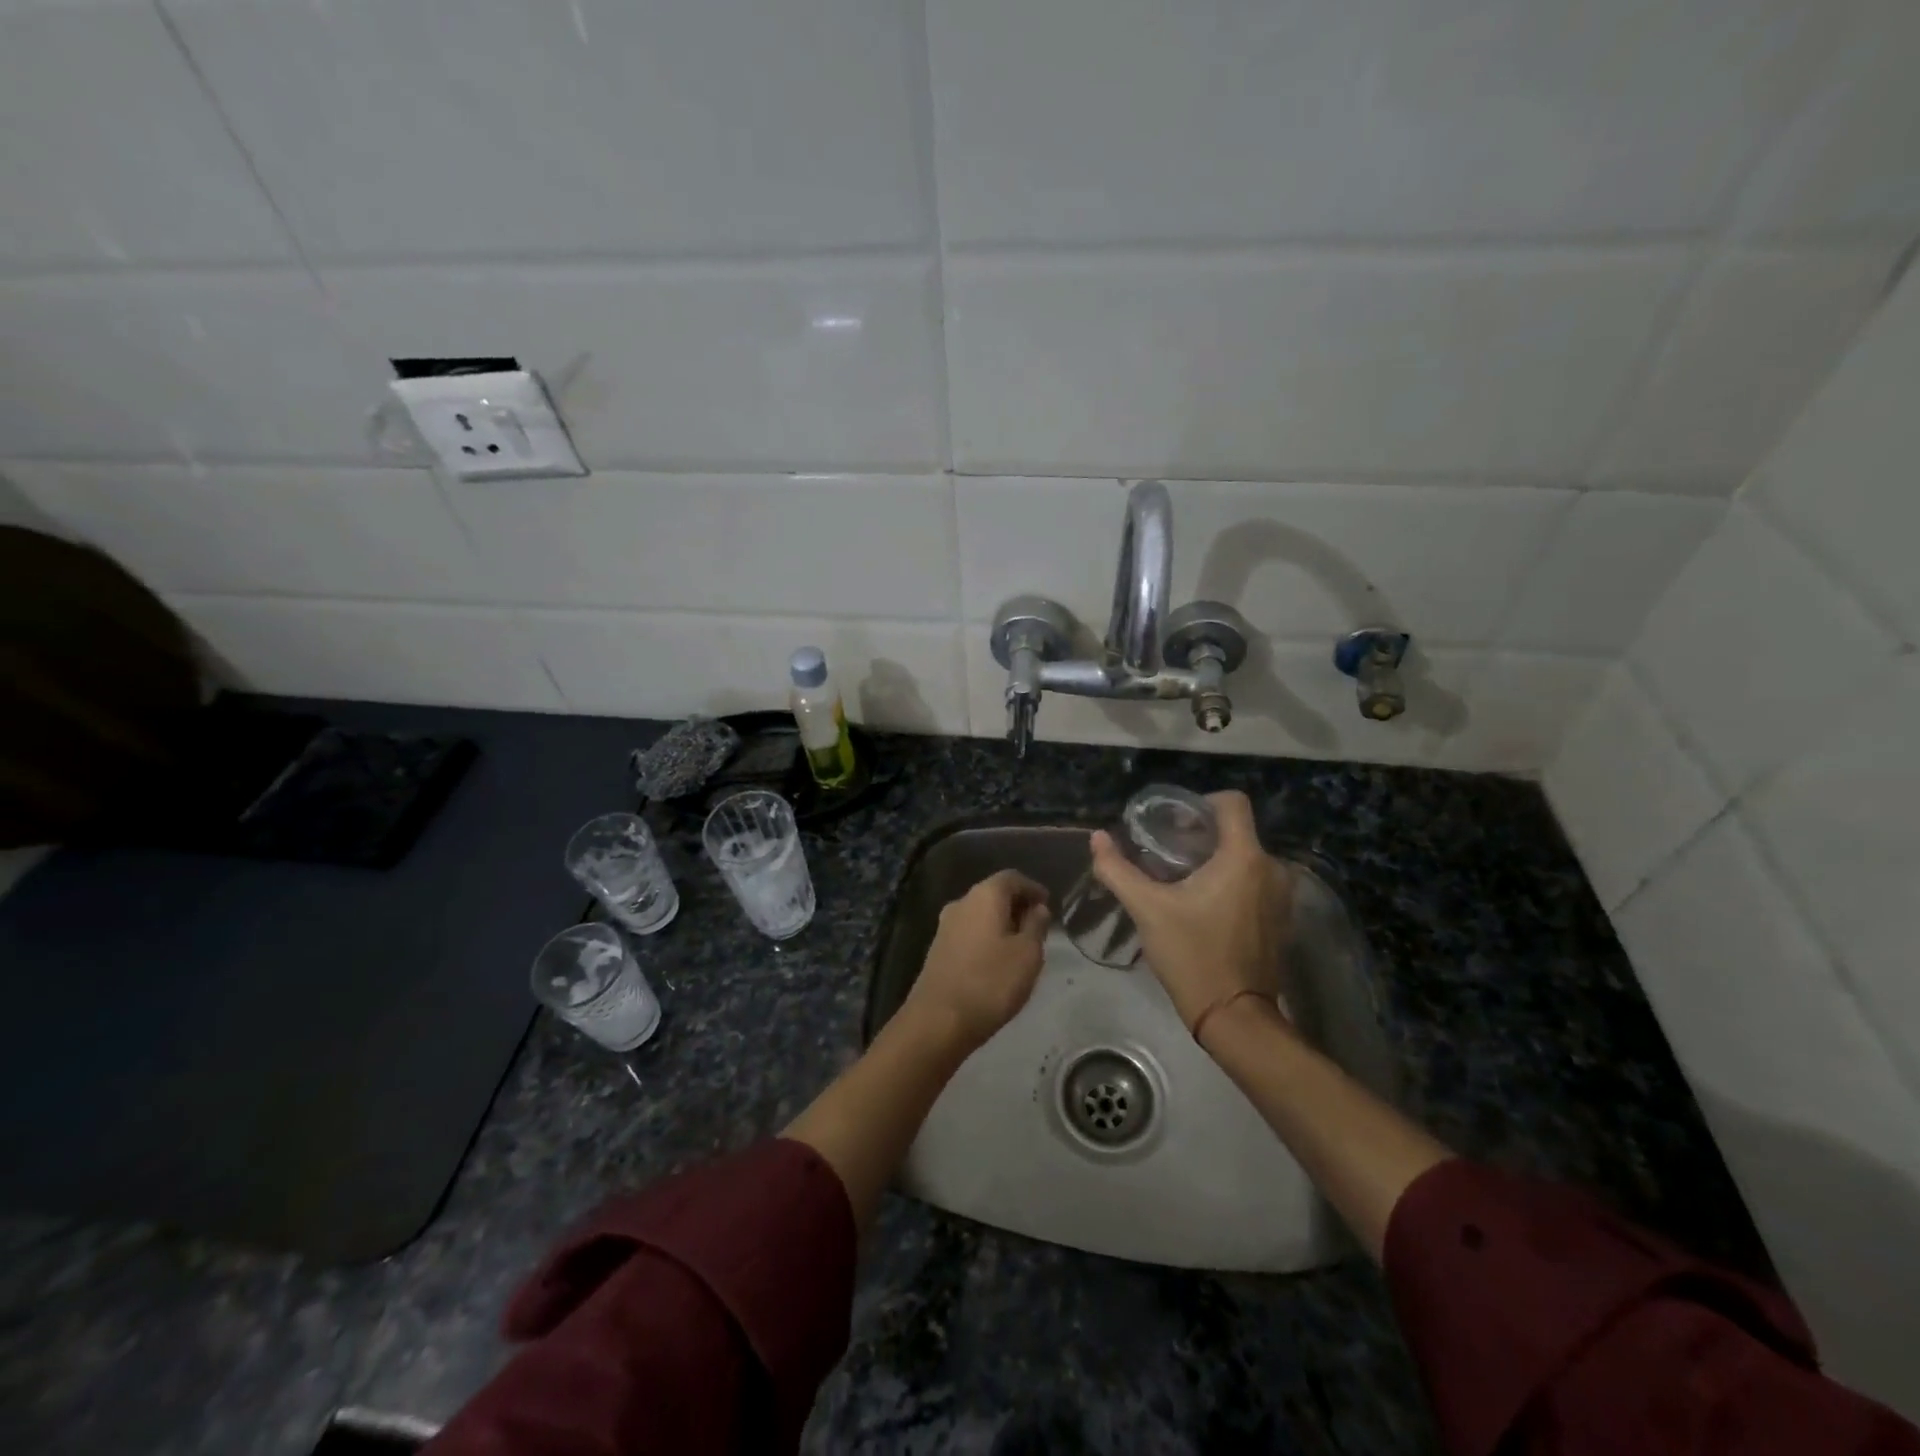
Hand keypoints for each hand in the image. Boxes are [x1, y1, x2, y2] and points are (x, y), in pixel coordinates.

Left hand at [903, 870, 1051, 1050]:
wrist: (938, 1020)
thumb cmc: (991, 982)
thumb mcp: (1027, 954)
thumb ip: (1036, 926)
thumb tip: (1038, 908)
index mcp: (984, 895)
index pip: (1012, 877)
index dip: (1033, 888)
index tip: (1049, 904)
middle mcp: (962, 902)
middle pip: (994, 893)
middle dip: (1017, 905)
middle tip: (1038, 926)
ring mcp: (945, 925)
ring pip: (980, 913)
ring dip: (1001, 922)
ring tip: (1021, 945)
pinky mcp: (938, 948)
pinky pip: (969, 931)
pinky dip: (987, 936)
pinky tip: (997, 959)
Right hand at [1088, 791, 1293, 1040]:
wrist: (1234, 1017)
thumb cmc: (1193, 955)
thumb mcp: (1147, 910)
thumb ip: (1118, 870)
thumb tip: (1097, 838)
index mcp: (1244, 857)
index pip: (1232, 802)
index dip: (1201, 803)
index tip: (1173, 822)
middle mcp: (1272, 868)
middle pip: (1236, 830)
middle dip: (1201, 834)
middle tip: (1165, 851)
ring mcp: (1281, 895)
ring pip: (1245, 856)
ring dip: (1215, 859)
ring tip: (1180, 877)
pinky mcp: (1280, 918)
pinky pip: (1254, 881)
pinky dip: (1230, 881)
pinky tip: (1202, 903)